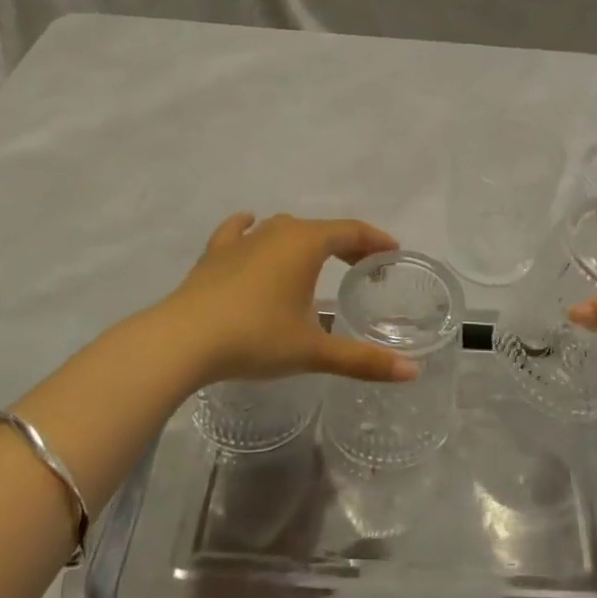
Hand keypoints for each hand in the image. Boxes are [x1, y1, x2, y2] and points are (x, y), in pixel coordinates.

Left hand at [149, 213, 418, 387]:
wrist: (184, 339)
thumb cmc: (256, 338)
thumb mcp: (313, 352)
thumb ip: (363, 361)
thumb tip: (412, 372)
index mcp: (306, 244)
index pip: (352, 232)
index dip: (375, 240)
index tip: (392, 252)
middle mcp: (278, 231)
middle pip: (321, 230)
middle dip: (346, 245)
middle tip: (362, 266)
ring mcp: (243, 239)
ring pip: (283, 229)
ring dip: (306, 241)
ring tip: (317, 259)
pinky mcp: (215, 252)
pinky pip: (239, 231)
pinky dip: (250, 228)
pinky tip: (249, 225)